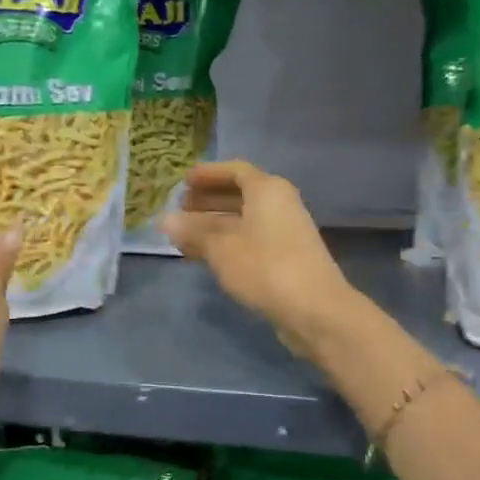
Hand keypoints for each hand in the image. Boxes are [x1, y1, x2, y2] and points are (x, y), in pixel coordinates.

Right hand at [160, 160, 358, 357]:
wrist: (315, 309)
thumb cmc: (265, 267)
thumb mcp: (221, 248)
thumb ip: (193, 231)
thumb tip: (164, 220)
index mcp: (267, 189)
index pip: (235, 170)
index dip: (208, 174)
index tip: (184, 182)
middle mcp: (280, 204)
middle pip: (240, 194)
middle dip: (209, 200)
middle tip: (180, 210)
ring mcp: (286, 231)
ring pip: (245, 219)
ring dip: (215, 225)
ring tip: (186, 236)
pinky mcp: (287, 257)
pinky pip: (252, 239)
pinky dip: (229, 242)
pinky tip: (209, 257)